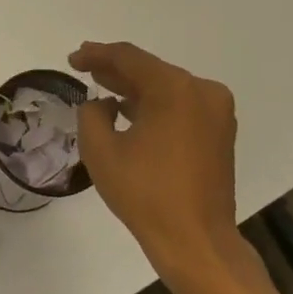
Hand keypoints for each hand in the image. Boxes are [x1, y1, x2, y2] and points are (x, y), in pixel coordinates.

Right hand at [69, 42, 245, 284]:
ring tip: (102, 85)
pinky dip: (154, 104)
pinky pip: (180, 105)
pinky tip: (129, 110)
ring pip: (166, 87)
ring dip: (134, 87)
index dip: (96, 54)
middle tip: (84, 66)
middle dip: (115, 69)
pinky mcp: (219, 132)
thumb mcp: (100, 150)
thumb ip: (92, 114)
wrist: (195, 239)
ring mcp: (216, 112)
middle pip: (150, 69)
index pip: (128, 58)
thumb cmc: (144, 192)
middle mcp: (201, 91)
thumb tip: (102, 105)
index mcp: (174, 89)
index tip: (72, 59)